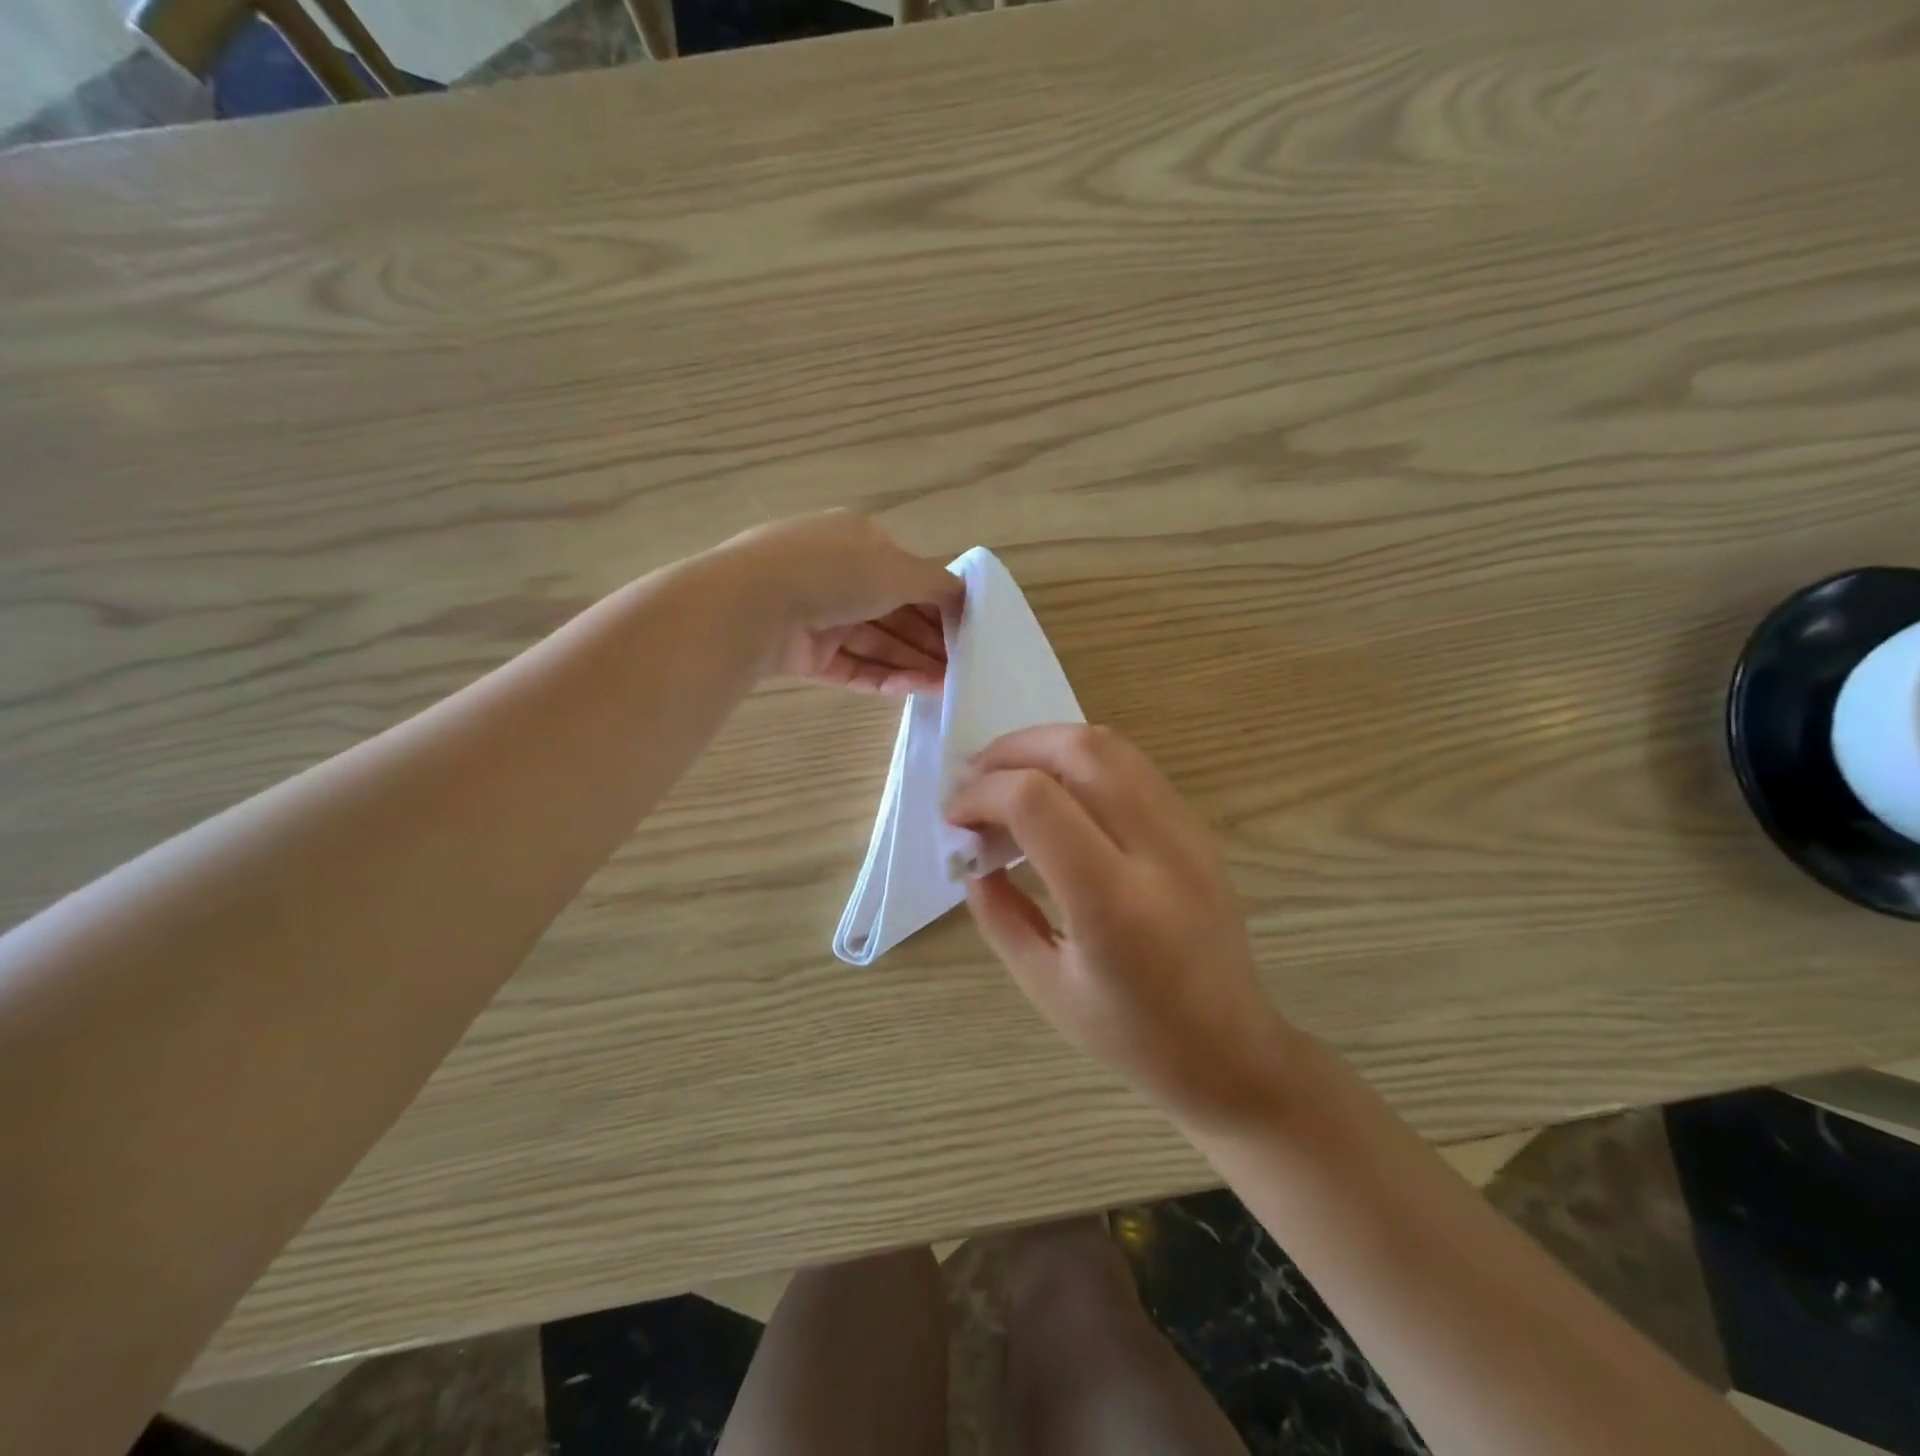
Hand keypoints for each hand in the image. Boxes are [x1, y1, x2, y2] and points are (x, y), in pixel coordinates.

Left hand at [721, 512, 964, 693]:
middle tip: (961, 668)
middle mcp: (837, 575)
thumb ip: (939, 584)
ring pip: (874, 643)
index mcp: (857, 541)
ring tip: (946, 686)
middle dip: (927, 641)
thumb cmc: (837, 571)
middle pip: (893, 614)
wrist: (756, 602)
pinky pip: (850, 666)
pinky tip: (910, 689)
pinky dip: (880, 677)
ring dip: (910, 662)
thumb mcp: (900, 569)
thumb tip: (966, 595)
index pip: (907, 576)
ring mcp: (818, 615)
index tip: (965, 632)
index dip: (938, 605)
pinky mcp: (804, 653)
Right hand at [945, 724, 1293, 1126]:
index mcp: (1114, 904)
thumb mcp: (1044, 986)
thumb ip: (998, 912)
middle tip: (974, 780)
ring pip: (1111, 745)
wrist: (1233, 1050)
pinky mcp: (1198, 827)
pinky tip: (1057, 795)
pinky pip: (1132, 766)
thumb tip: (972, 854)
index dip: (982, 794)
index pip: (1036, 802)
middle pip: (1080, 750)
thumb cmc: (1133, 1036)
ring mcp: (1188, 832)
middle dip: (1012, 749)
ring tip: (1009, 778)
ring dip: (1047, 746)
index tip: (955, 818)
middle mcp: (1158, 851)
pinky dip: (1080, 762)